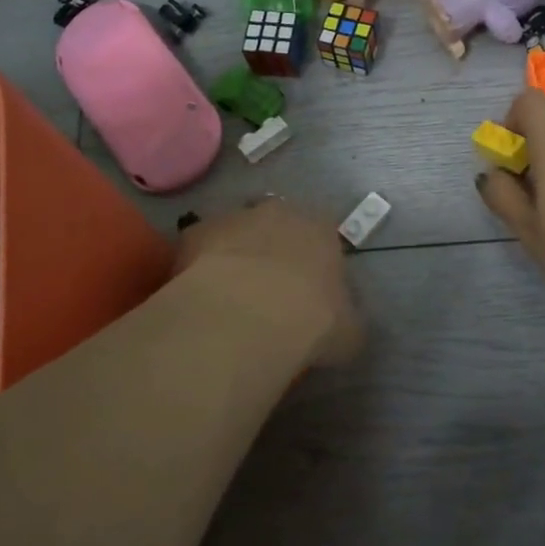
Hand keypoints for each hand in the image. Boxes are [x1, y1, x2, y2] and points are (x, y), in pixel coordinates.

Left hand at [175, 201, 363, 367]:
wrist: (246, 319)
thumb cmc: (311, 322)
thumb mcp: (349, 333)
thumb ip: (347, 319)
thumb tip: (341, 323)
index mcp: (321, 229)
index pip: (323, 236)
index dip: (315, 264)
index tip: (309, 293)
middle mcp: (279, 212)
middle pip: (277, 227)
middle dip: (273, 253)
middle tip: (269, 293)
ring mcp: (234, 218)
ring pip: (236, 234)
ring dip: (235, 257)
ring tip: (231, 300)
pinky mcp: (195, 233)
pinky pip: (199, 249)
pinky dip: (200, 268)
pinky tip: (201, 299)